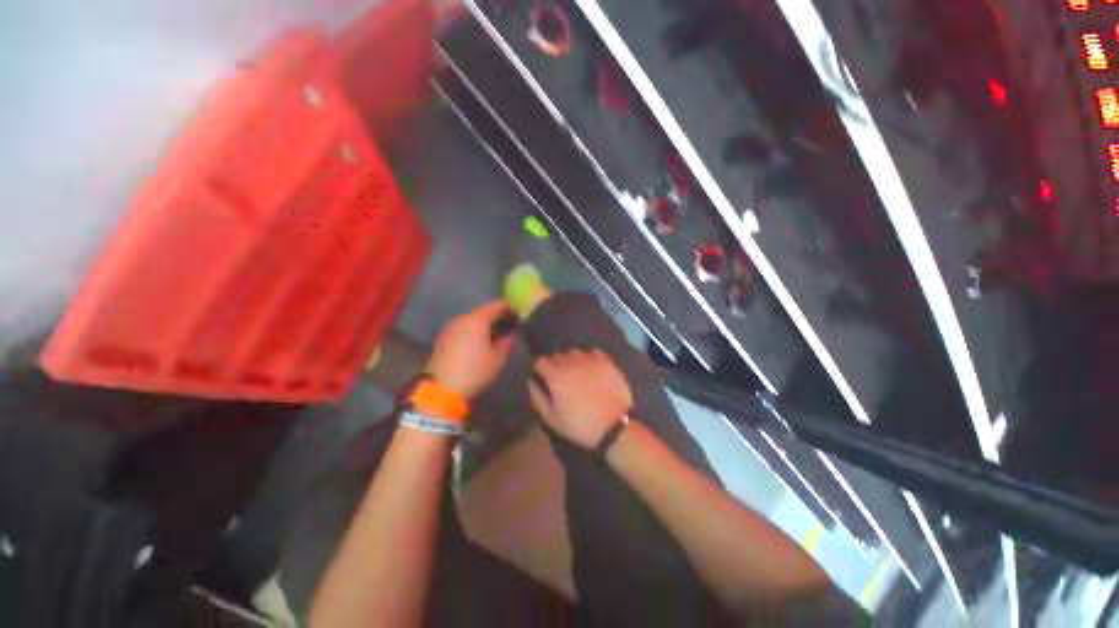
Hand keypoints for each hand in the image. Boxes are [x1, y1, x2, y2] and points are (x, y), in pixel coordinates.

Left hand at [428, 301, 516, 399]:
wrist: (441, 388)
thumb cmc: (475, 371)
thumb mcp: (497, 358)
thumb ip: (508, 341)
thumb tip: (514, 332)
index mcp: (478, 319)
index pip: (497, 306)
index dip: (510, 309)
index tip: (519, 316)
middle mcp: (463, 318)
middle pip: (483, 311)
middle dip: (497, 316)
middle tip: (509, 326)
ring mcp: (451, 327)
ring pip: (472, 319)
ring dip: (484, 324)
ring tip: (495, 335)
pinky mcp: (443, 337)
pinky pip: (463, 328)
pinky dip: (473, 330)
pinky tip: (479, 342)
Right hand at [528, 349, 632, 448]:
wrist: (613, 427)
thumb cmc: (579, 425)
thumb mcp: (552, 419)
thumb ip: (537, 398)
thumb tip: (530, 382)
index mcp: (556, 376)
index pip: (540, 361)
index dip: (539, 368)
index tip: (542, 377)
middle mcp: (571, 363)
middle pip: (557, 356)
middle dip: (555, 365)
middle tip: (560, 378)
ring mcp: (590, 360)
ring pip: (575, 353)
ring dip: (572, 360)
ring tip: (576, 372)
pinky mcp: (606, 361)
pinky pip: (593, 353)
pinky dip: (590, 358)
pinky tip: (592, 369)